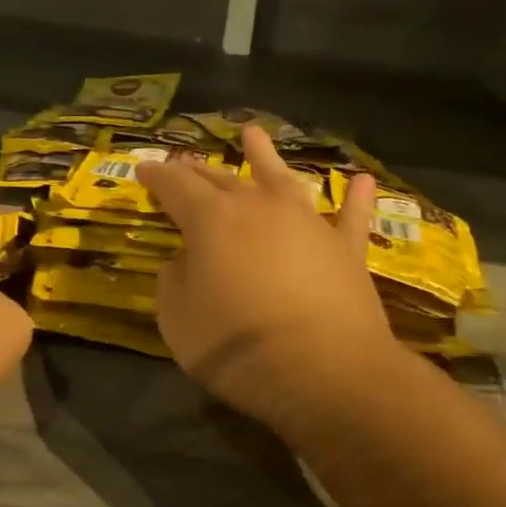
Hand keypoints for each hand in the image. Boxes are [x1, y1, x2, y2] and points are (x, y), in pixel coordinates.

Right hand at [137, 127, 395, 427]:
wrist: (325, 372)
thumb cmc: (237, 347)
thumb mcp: (179, 320)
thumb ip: (174, 282)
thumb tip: (183, 261)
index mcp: (211, 221)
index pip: (175, 186)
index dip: (156, 176)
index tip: (143, 171)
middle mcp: (259, 208)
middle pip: (222, 179)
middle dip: (198, 170)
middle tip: (184, 164)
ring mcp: (307, 223)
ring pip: (282, 179)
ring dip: (265, 156)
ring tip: (253, 134)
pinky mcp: (346, 249)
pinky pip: (351, 216)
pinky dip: (355, 198)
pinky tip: (363, 180)